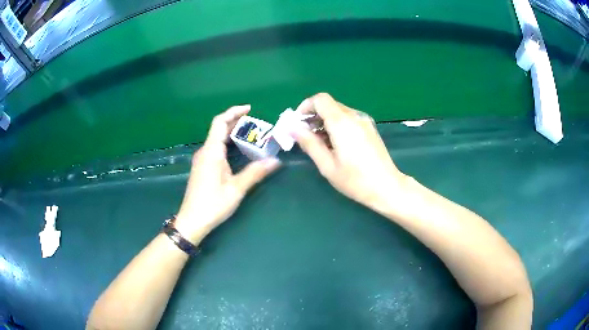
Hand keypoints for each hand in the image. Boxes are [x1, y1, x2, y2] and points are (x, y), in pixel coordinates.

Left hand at [175, 105, 280, 243]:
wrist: (192, 221)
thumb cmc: (212, 204)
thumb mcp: (236, 189)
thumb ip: (255, 173)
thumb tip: (276, 161)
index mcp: (211, 152)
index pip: (219, 122)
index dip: (233, 112)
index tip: (249, 109)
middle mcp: (204, 152)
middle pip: (218, 128)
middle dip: (236, 121)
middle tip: (255, 122)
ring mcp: (201, 160)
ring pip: (216, 139)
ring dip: (231, 132)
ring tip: (250, 133)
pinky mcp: (202, 168)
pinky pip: (215, 148)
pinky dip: (227, 142)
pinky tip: (238, 150)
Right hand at [293, 93, 407, 210]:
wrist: (387, 187)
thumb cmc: (355, 180)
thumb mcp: (327, 165)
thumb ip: (309, 143)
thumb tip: (293, 129)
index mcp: (342, 123)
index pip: (320, 99)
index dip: (306, 107)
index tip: (298, 123)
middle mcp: (354, 116)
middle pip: (329, 105)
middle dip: (313, 116)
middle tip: (305, 137)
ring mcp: (364, 121)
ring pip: (338, 112)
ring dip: (325, 122)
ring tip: (320, 144)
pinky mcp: (370, 128)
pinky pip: (348, 119)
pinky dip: (337, 126)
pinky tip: (335, 145)